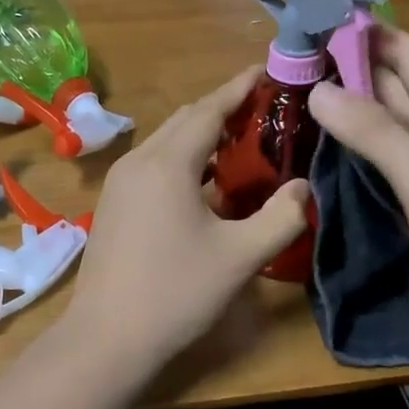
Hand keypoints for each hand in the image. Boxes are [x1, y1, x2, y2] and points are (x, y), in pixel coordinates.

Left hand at [65, 67, 309, 371]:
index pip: (209, 109)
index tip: (266, 70)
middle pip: (186, 119)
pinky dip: (183, 157)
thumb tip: (303, 186)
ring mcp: (120, 181)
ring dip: (202, 134)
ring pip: (167, 140)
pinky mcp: (113, 202)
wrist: (105, 339)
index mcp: (168, 163)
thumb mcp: (240, 257)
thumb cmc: (176, 293)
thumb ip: (281, 217)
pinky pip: (154, 162)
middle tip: (264, 109)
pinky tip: (206, 182)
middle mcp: (139, 160)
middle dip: (223, 108)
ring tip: (242, 142)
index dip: (239, 87)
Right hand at [309, 28, 408, 357]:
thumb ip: (376, 135)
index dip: (364, 33)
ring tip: (291, 95)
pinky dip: (353, 149)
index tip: (312, 20)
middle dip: (344, 68)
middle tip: (287, 60)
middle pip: (391, 85)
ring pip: (384, 124)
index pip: (407, 54)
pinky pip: (383, 161)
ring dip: (345, 108)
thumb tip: (319, 90)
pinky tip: (320, 147)